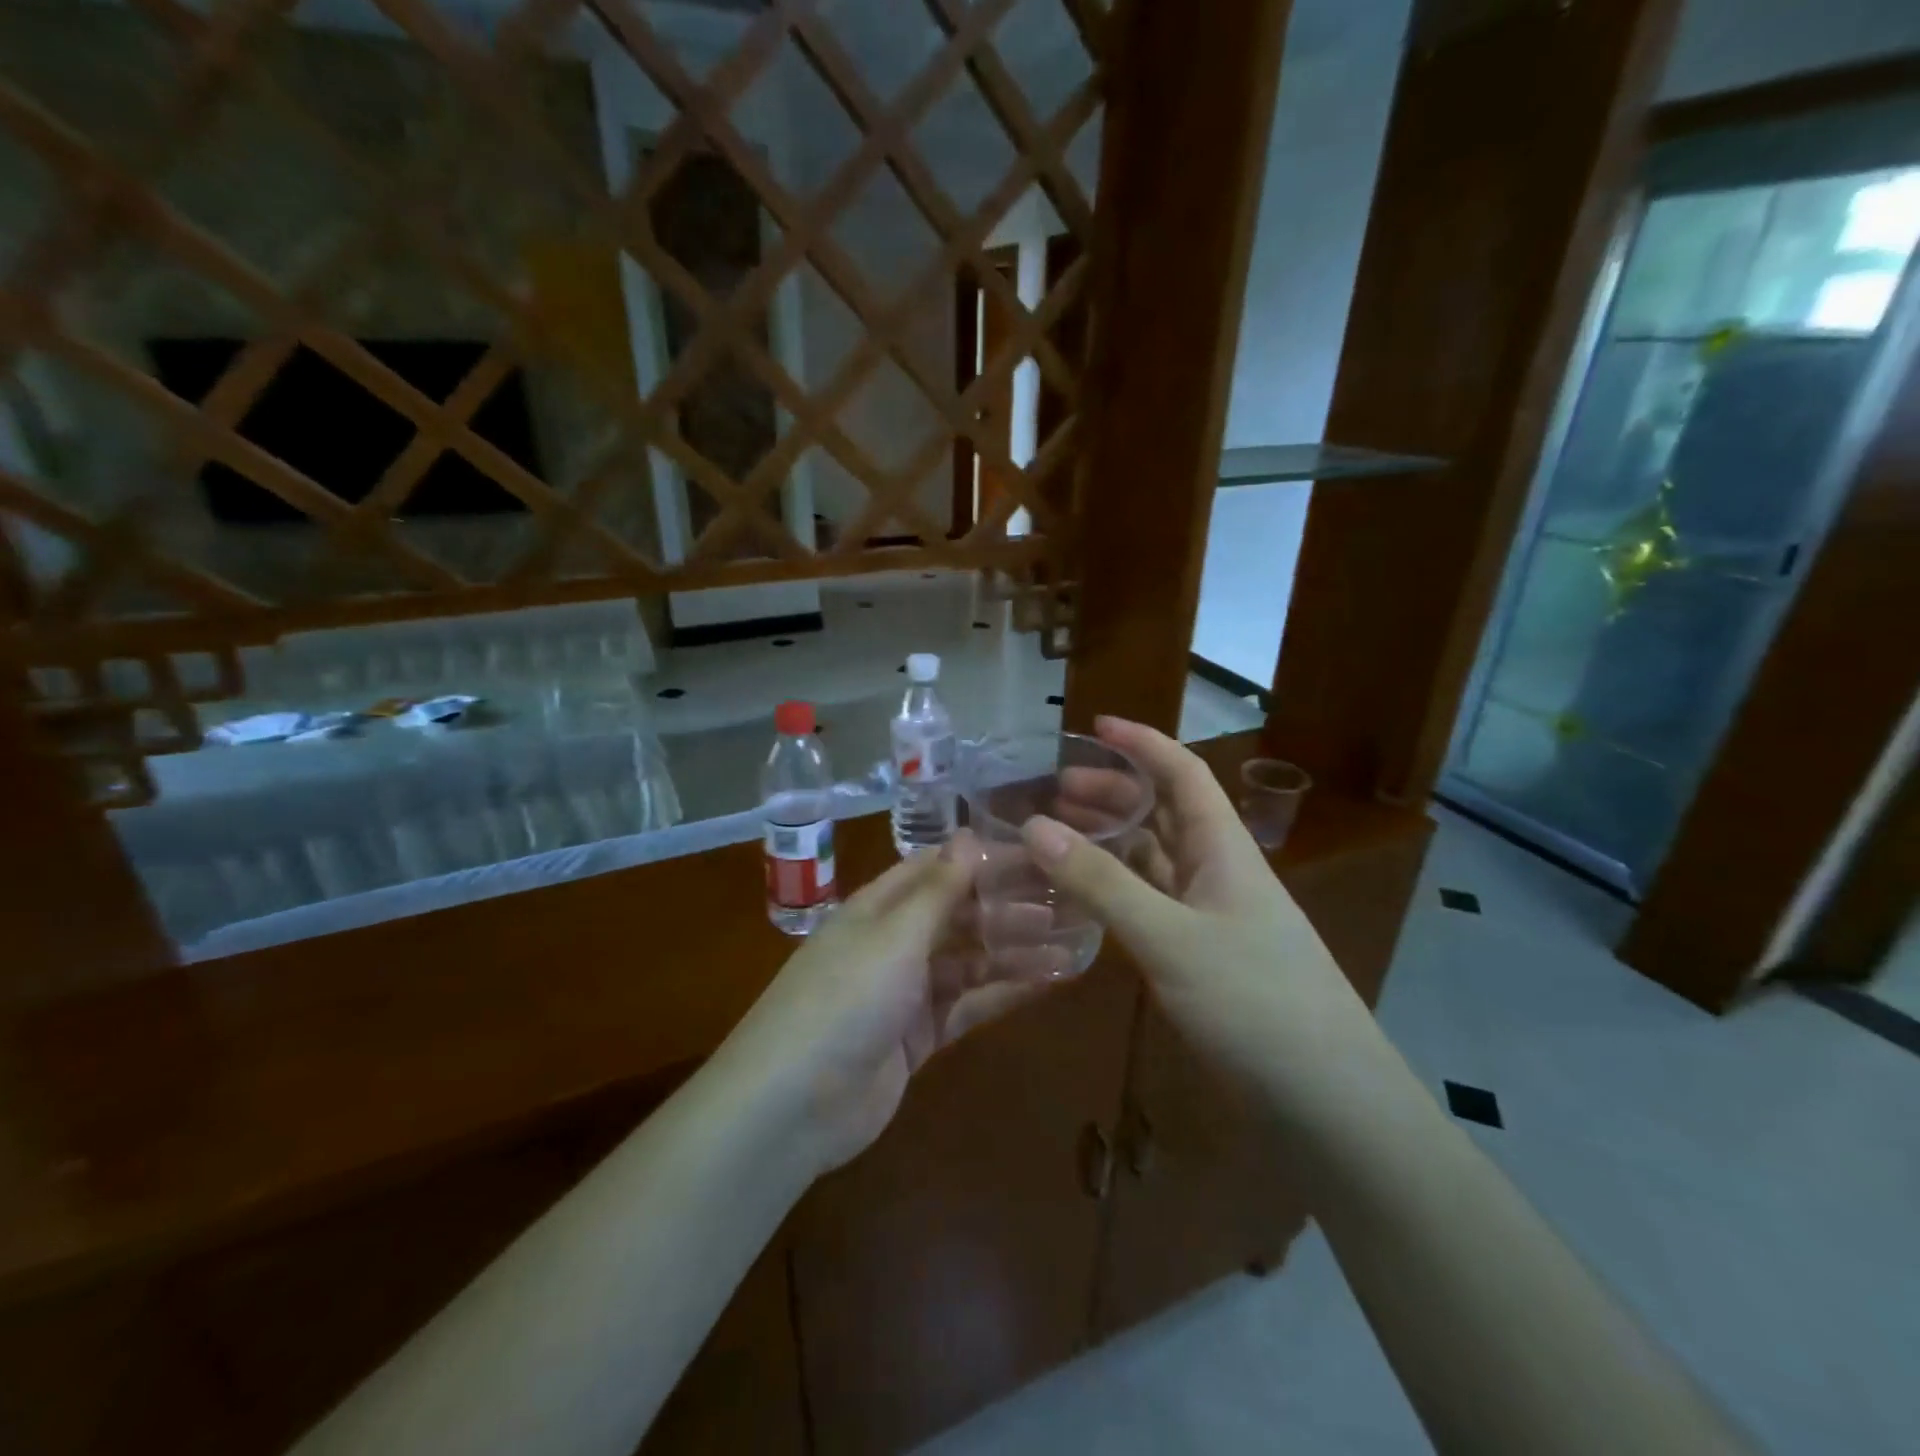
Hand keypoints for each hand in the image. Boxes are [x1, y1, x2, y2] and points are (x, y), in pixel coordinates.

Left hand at [720, 835, 1043, 1176]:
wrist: (793, 1105)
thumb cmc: (845, 999)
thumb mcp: (895, 936)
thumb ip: (938, 890)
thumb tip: (968, 835)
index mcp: (878, 907)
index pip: (936, 869)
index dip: (984, 860)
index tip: (1037, 855)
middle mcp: (893, 942)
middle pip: (958, 915)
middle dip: (1007, 908)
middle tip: (1067, 905)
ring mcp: (906, 992)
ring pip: (969, 961)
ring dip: (1014, 952)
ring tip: (1070, 945)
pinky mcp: (918, 1037)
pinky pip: (968, 1005)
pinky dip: (1004, 993)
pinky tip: (1046, 982)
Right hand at [1021, 718, 1382, 1120]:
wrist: (1328, 1106)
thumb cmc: (1256, 1004)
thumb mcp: (1170, 938)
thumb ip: (1101, 883)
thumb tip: (1034, 826)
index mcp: (1224, 849)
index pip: (1183, 773)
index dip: (1141, 743)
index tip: (1093, 726)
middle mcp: (1219, 872)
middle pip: (1164, 813)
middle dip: (1114, 792)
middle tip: (1055, 790)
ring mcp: (1212, 918)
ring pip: (1155, 860)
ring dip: (1111, 841)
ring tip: (1058, 835)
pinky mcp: (1202, 959)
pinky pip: (1151, 904)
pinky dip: (1116, 891)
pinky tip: (1084, 898)